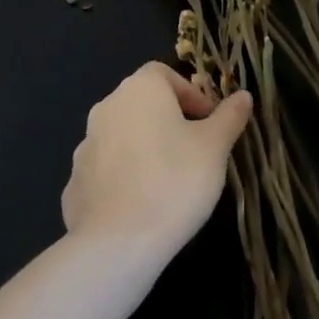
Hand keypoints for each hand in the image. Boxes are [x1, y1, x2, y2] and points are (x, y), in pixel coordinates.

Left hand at [62, 61, 252, 258]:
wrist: (116, 244)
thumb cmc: (174, 181)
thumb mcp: (215, 147)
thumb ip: (229, 117)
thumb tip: (243, 96)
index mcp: (140, 89)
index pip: (165, 74)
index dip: (190, 94)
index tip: (209, 122)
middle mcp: (107, 107)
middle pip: (143, 102)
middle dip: (169, 120)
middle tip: (195, 150)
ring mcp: (86, 145)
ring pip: (124, 135)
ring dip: (146, 147)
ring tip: (170, 180)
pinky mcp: (75, 182)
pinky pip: (107, 169)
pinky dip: (125, 176)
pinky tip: (142, 205)